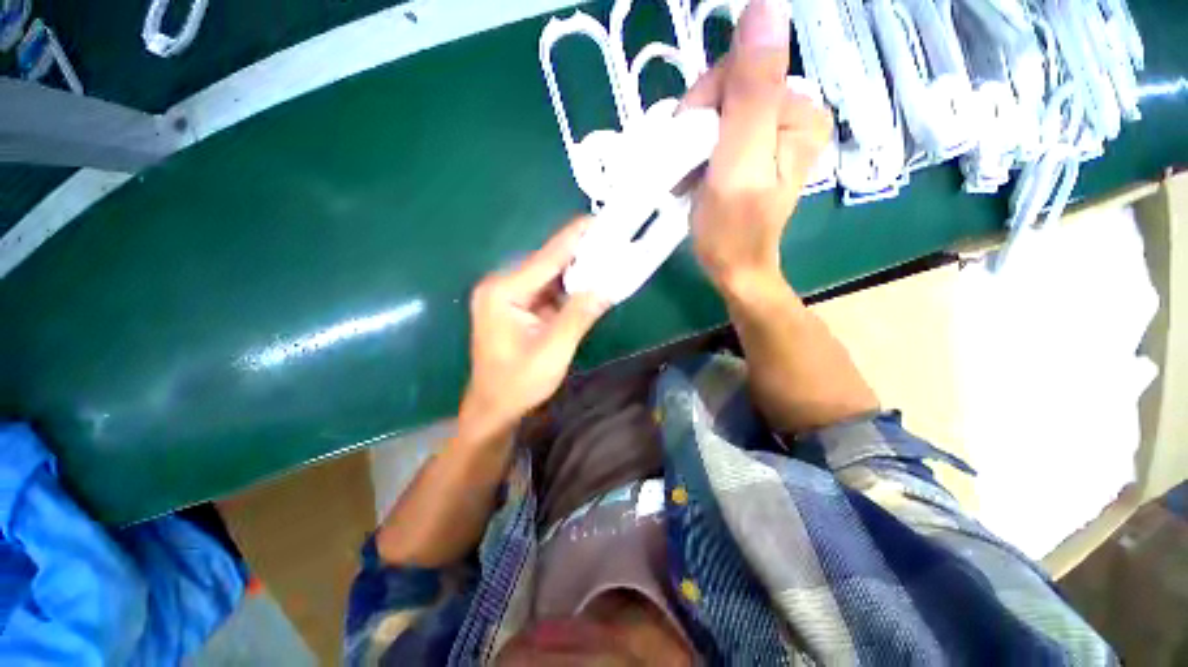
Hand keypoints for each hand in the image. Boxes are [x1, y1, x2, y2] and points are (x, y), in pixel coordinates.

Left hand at [460, 217, 609, 440]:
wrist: (495, 409)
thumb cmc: (518, 384)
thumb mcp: (553, 351)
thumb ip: (580, 315)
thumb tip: (607, 286)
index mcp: (503, 291)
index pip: (548, 257)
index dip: (576, 237)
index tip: (601, 219)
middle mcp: (502, 286)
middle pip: (549, 263)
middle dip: (582, 255)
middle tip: (614, 243)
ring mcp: (509, 296)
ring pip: (550, 277)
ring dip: (578, 273)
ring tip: (609, 260)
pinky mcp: (518, 307)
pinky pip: (548, 291)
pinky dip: (569, 289)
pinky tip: (590, 285)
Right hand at [681, 0, 832, 294]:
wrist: (733, 268)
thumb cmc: (733, 228)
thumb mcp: (739, 161)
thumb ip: (752, 91)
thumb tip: (768, 5)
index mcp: (800, 111)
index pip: (741, 70)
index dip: (703, 105)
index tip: (688, 146)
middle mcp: (792, 114)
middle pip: (728, 90)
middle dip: (697, 126)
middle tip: (686, 165)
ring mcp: (771, 133)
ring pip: (716, 111)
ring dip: (692, 141)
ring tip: (688, 175)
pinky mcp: (752, 149)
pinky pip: (716, 131)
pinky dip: (696, 151)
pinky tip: (693, 174)